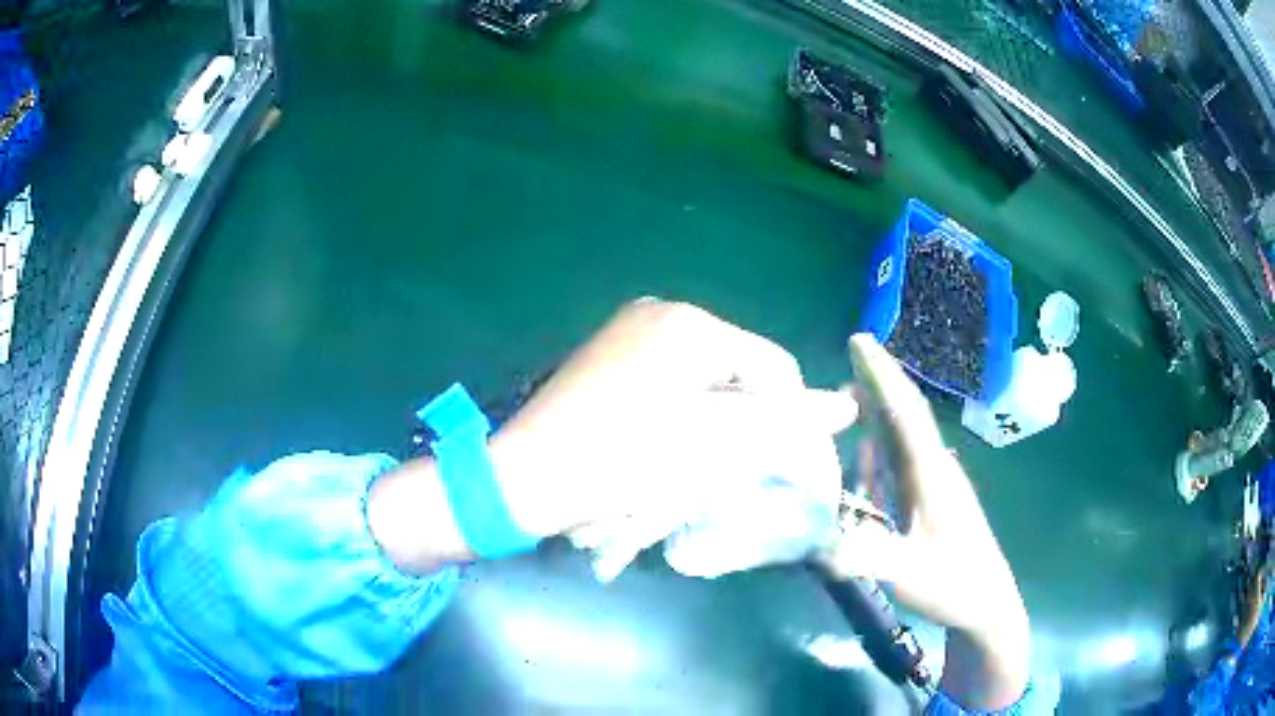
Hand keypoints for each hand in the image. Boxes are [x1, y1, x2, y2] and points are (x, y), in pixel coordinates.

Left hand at [367, 300, 852, 575]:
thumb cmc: (623, 462)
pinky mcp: (607, 356)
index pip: (771, 365)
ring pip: (703, 380)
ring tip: (697, 468)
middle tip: (733, 470)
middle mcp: (661, 312)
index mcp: (690, 322)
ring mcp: (627, 331)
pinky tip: (663, 451)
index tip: (775, 462)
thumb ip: (785, 423)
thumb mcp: (715, 446)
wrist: (525, 479)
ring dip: (713, 424)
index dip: (786, 416)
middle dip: (744, 421)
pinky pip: (669, 383)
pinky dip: (680, 418)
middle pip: (736, 370)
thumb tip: (847, 405)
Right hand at [817, 334, 1028, 709]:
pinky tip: (866, 453)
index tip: (859, 340)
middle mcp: (932, 468)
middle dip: (879, 381)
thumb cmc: (952, 584)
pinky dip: (881, 447)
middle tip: (849, 356)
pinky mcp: (930, 500)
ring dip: (879, 411)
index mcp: (930, 475)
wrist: (985, 602)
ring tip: (848, 398)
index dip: (883, 375)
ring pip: (903, 436)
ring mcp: (933, 484)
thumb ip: (865, 554)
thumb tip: (814, 538)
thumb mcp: (907, 574)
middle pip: (905, 415)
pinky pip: (901, 462)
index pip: (906, 414)